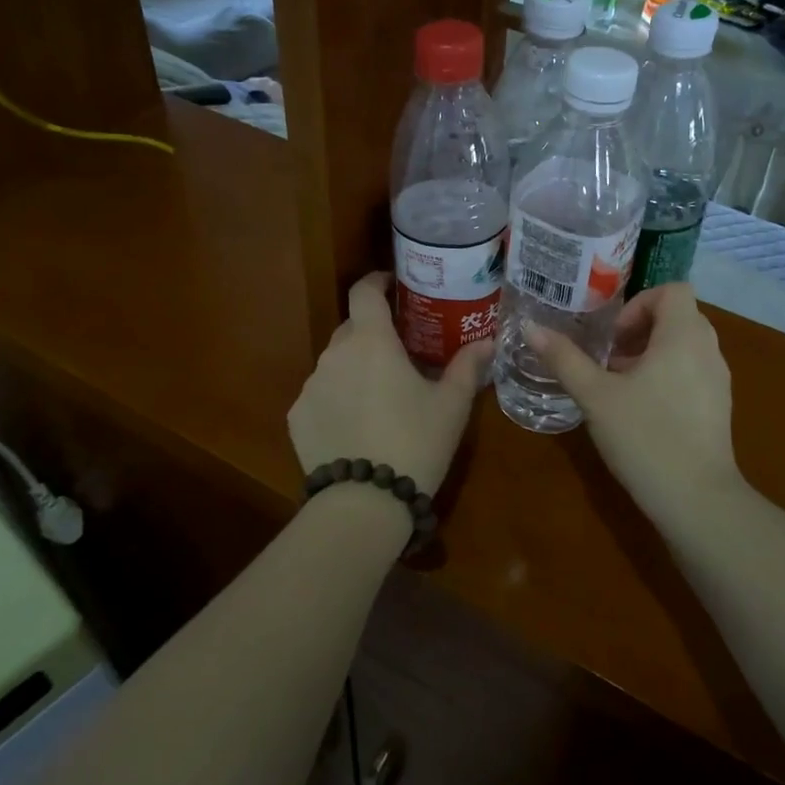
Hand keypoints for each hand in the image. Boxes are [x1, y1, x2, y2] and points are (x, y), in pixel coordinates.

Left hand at [287, 272, 491, 494]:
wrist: (364, 502)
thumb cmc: (416, 442)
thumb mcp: (451, 405)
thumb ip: (467, 367)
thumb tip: (487, 342)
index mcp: (371, 341)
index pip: (364, 292)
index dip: (376, 282)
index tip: (392, 287)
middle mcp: (334, 354)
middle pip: (351, 329)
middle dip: (373, 334)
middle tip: (399, 354)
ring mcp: (311, 386)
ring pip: (335, 364)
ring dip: (355, 369)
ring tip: (379, 398)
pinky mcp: (297, 417)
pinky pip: (320, 395)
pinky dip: (337, 400)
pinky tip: (355, 428)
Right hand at [526, 284, 741, 516]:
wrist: (695, 499)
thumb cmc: (644, 436)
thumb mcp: (595, 395)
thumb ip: (563, 358)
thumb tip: (529, 326)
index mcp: (684, 335)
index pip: (672, 290)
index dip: (638, 303)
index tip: (612, 337)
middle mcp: (709, 350)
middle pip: (677, 316)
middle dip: (638, 330)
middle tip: (607, 359)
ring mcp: (719, 380)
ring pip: (684, 346)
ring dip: (650, 354)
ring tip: (618, 385)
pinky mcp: (719, 406)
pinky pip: (692, 371)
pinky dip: (666, 375)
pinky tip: (640, 410)